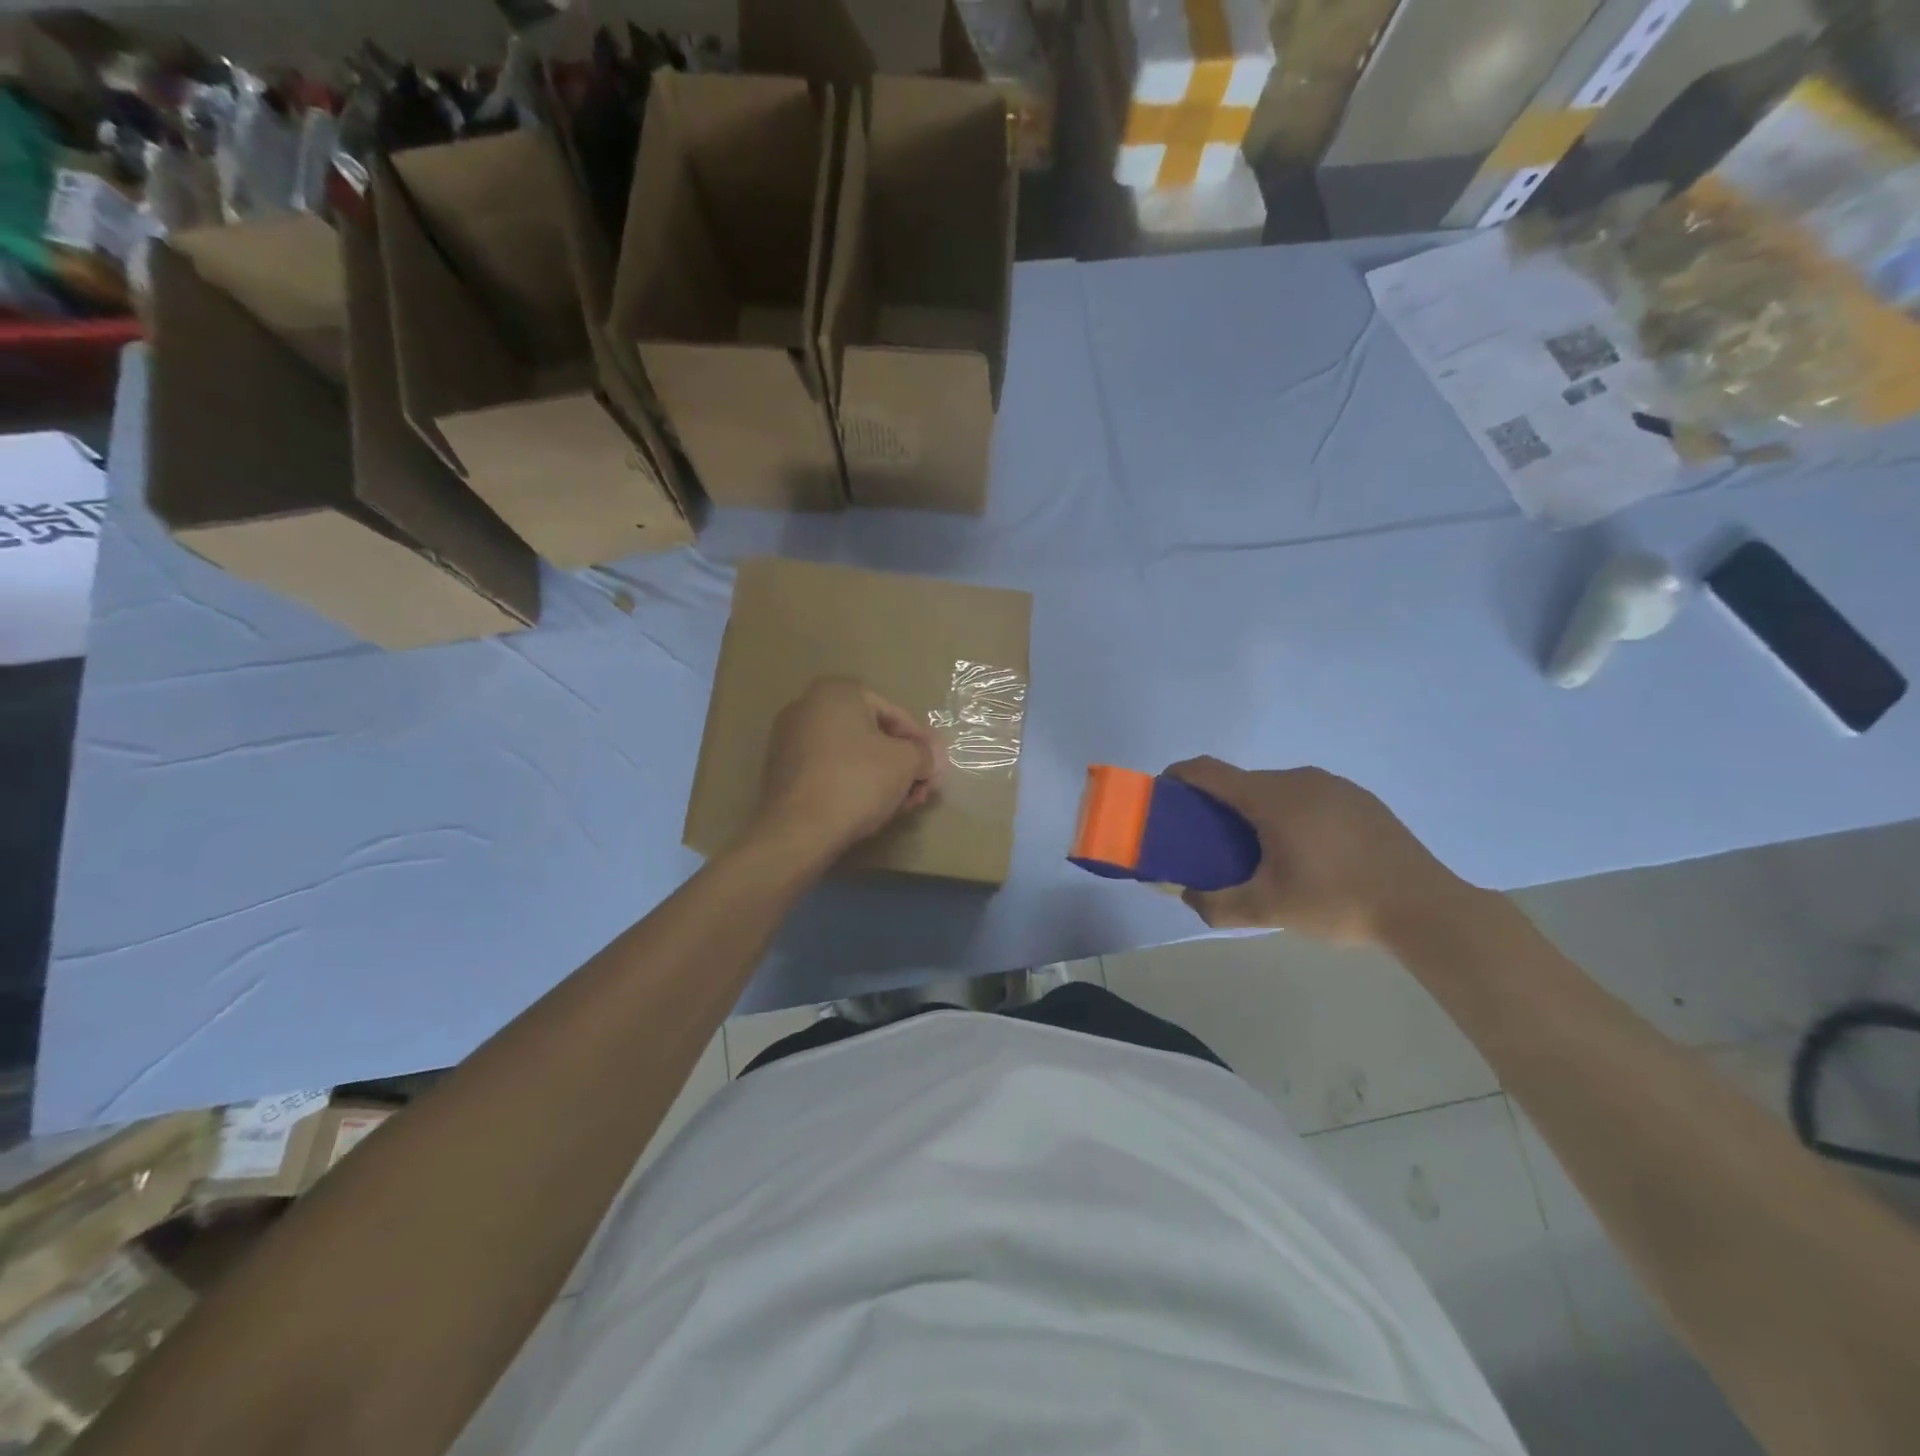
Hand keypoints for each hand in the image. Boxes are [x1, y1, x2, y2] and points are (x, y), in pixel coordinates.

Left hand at [748, 677, 941, 860]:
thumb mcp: (906, 762)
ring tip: (903, 803)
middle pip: (873, 734)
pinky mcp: (783, 770)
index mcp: (837, 691)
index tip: (937, 767)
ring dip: (883, 776)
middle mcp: (808, 705)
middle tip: (923, 789)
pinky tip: (874, 807)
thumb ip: (925, 753)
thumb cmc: (857, 782)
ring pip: (853, 754)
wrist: (797, 830)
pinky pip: (831, 769)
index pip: (896, 714)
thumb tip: (930, 758)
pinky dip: (855, 782)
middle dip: (903, 762)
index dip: (923, 742)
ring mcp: (790, 738)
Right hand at [1165, 757, 1470, 945]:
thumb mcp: (1269, 909)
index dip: (1178, 776)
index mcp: (1271, 797)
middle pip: (1242, 782)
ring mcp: (1333, 785)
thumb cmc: (1337, 901)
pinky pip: (1308, 797)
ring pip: (1277, 789)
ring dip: (1257, 811)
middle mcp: (1299, 779)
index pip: (1208, 771)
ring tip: (1261, 852)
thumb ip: (1217, 904)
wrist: (1424, 907)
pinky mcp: (1359, 799)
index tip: (1163, 795)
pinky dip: (1290, 814)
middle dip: (1218, 805)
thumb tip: (1186, 895)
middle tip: (1212, 842)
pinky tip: (1307, 852)